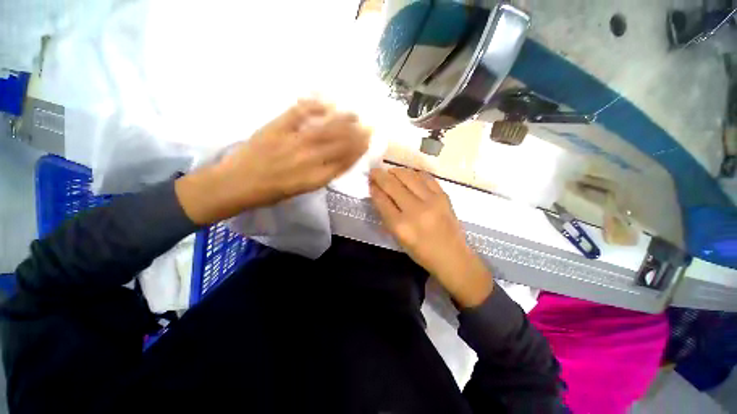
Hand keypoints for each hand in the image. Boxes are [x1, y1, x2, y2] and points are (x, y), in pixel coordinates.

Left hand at [176, 99, 369, 223]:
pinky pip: (297, 114)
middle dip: (356, 135)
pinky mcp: (275, 128)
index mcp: (314, 179)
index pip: (343, 163)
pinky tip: (326, 102)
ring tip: (355, 114)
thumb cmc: (270, 193)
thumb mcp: (301, 190)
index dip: (357, 152)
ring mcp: (291, 142)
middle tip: (368, 125)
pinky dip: (312, 106)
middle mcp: (307, 160)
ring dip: (342, 121)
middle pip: (338, 145)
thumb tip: (336, 162)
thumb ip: (320, 176)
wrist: (235, 184)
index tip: (367, 143)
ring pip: (323, 130)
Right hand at [369, 167, 493, 307]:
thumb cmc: (421, 252)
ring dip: (396, 171)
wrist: (452, 256)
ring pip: (409, 176)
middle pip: (393, 185)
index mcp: (401, 226)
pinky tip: (409, 175)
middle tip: (375, 171)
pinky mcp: (444, 196)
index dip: (374, 188)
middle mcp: (415, 210)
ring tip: (390, 172)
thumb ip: (387, 215)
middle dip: (380, 175)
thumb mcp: (398, 238)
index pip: (382, 200)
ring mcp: (432, 201)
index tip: (370, 182)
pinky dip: (414, 173)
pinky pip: (426, 177)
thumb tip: (379, 193)